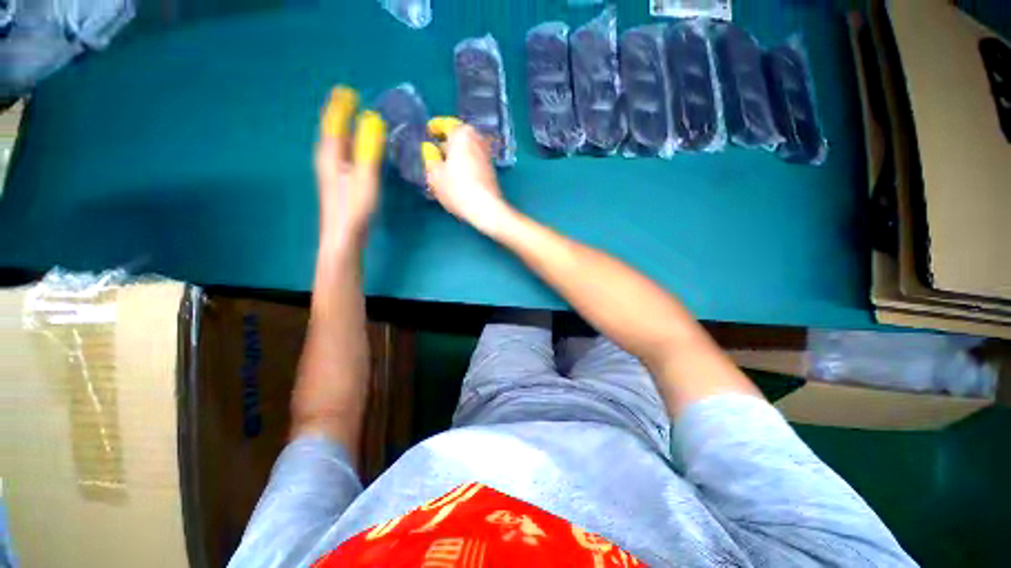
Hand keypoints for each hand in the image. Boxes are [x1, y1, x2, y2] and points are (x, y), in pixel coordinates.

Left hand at [314, 86, 385, 246]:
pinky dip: (347, 143)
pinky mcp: (339, 182)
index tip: (347, 91)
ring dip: (342, 127)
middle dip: (338, 113)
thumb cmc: (354, 207)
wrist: (343, 235)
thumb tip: (372, 119)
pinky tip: (354, 148)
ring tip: (350, 117)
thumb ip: (368, 148)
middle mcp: (327, 159)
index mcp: (331, 154)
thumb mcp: (365, 176)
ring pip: (335, 142)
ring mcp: (332, 172)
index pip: (333, 123)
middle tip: (348, 98)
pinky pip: (342, 153)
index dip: (339, 106)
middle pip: (331, 131)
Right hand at [422, 118, 513, 235]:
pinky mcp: (490, 171)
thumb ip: (429, 157)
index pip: (444, 124)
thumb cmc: (457, 187)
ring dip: (454, 159)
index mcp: (462, 133)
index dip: (433, 129)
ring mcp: (486, 155)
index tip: (426, 134)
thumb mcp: (434, 174)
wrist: (486, 208)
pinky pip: (472, 163)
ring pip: (464, 153)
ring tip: (441, 172)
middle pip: (456, 140)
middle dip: (444, 147)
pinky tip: (455, 180)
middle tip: (431, 157)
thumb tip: (430, 149)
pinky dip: (463, 167)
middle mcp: (477, 139)